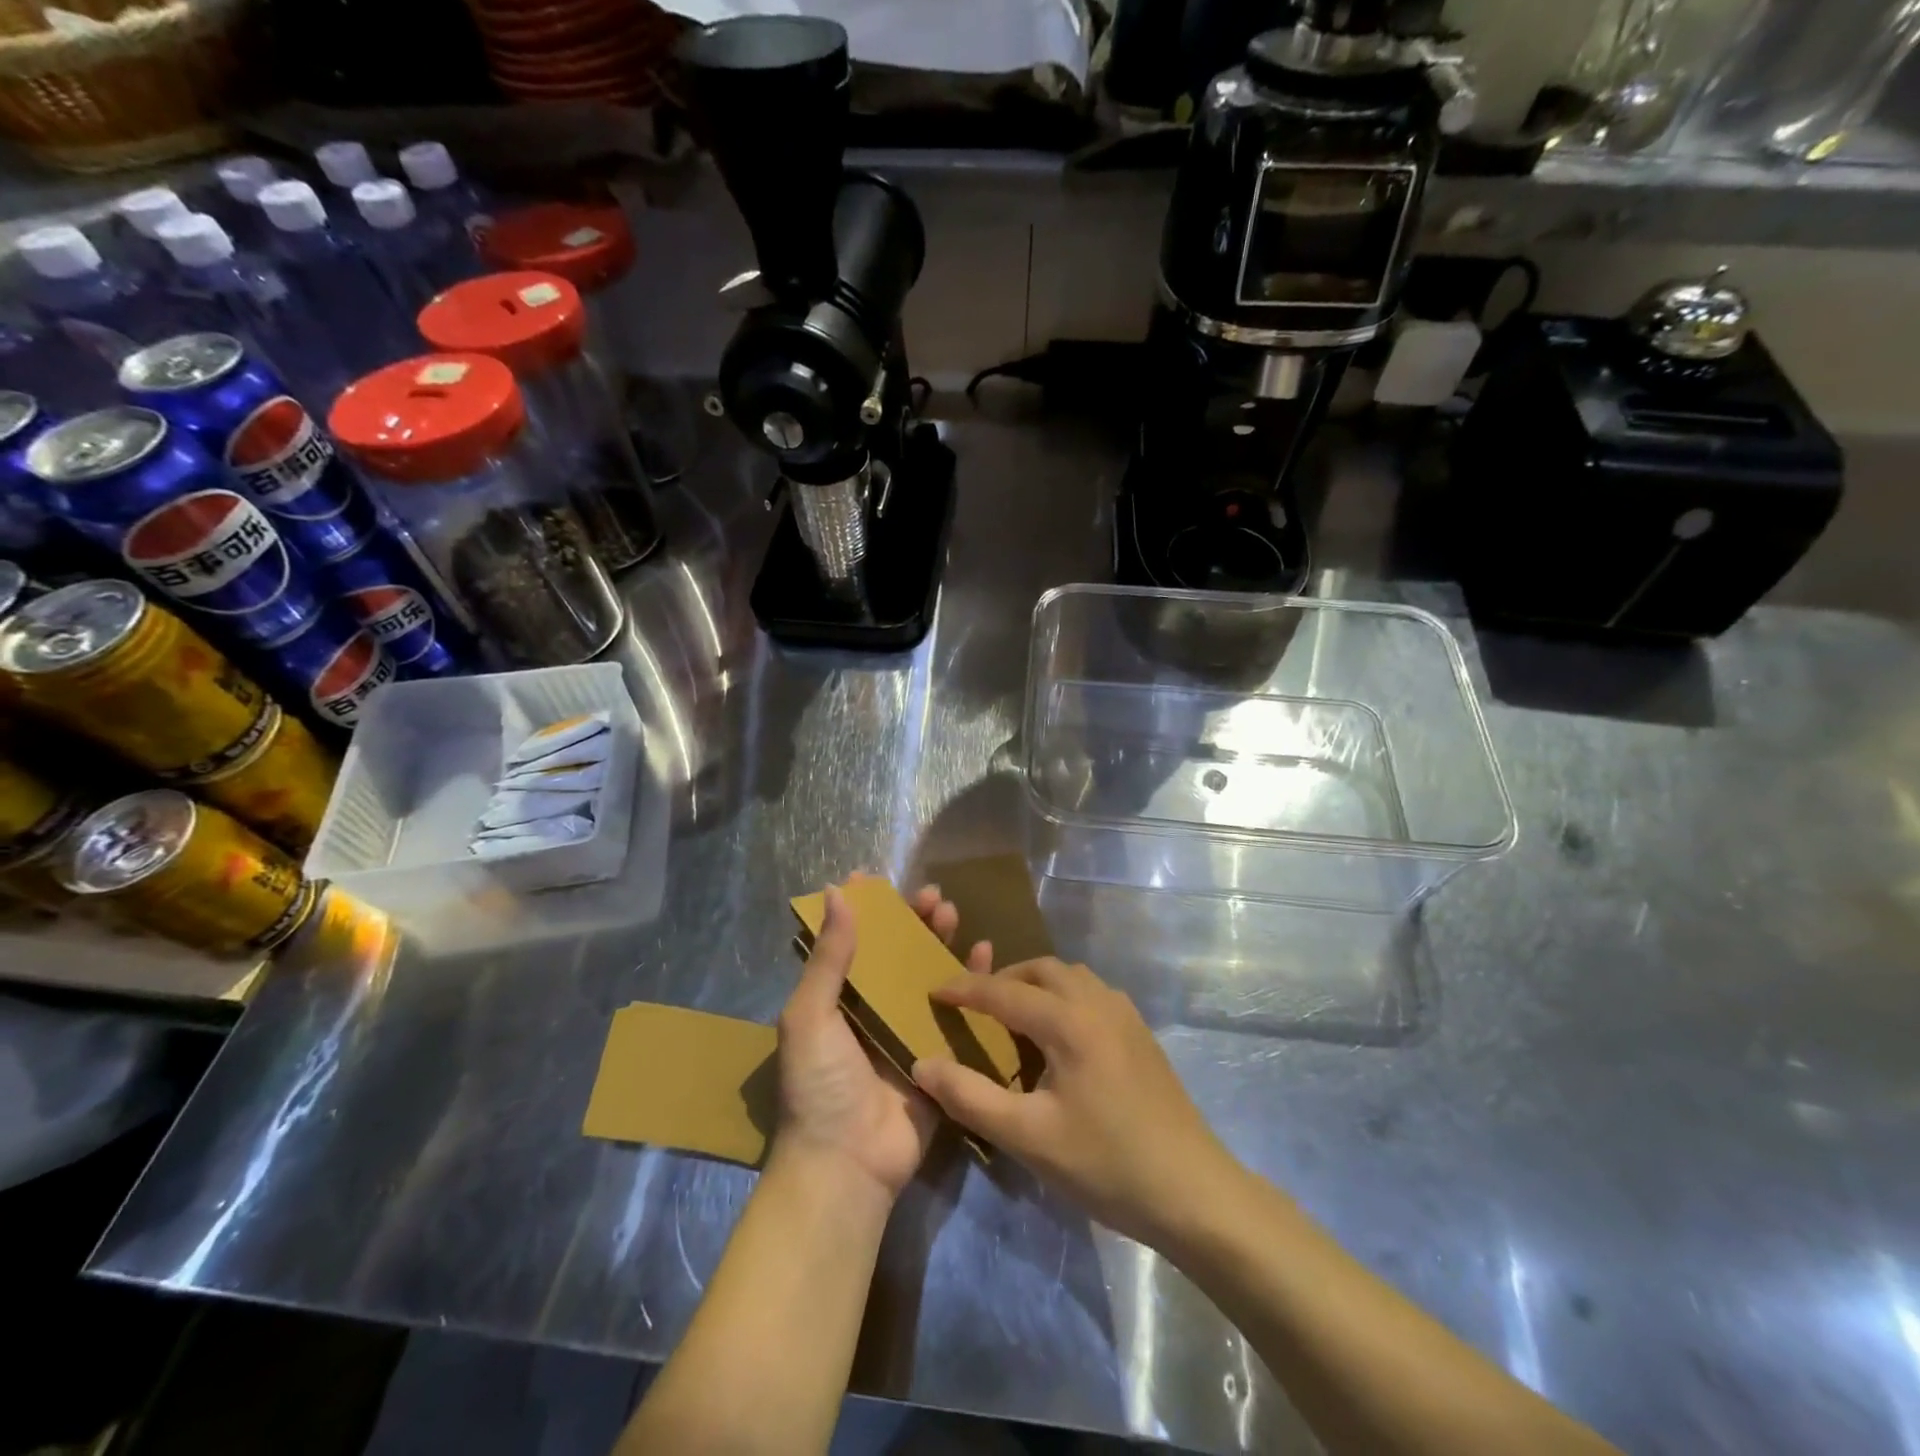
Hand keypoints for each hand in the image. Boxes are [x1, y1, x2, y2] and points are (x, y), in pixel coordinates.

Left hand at [773, 878, 991, 1205]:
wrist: (848, 1165)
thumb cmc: (820, 1085)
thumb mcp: (810, 1016)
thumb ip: (828, 958)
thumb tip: (836, 893)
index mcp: (837, 1000)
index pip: (852, 942)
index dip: (865, 911)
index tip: (879, 879)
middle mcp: (872, 1010)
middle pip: (896, 954)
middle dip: (912, 921)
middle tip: (932, 896)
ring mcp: (908, 1032)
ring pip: (929, 975)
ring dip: (941, 942)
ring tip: (953, 913)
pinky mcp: (940, 1055)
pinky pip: (959, 1012)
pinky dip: (973, 981)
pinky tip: (985, 953)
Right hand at [911, 958, 1240, 1248]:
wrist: (1193, 1191)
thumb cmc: (1106, 1163)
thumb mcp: (1028, 1137)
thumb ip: (970, 1097)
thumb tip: (923, 1064)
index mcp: (1069, 1021)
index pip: (1004, 992)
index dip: (965, 989)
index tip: (933, 992)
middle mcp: (1097, 1002)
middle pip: (1040, 970)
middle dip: (1002, 979)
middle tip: (974, 1006)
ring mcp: (1125, 1014)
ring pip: (1070, 977)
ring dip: (1035, 985)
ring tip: (1012, 1017)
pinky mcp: (1140, 1033)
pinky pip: (1090, 993)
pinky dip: (1062, 997)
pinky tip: (1057, 1037)